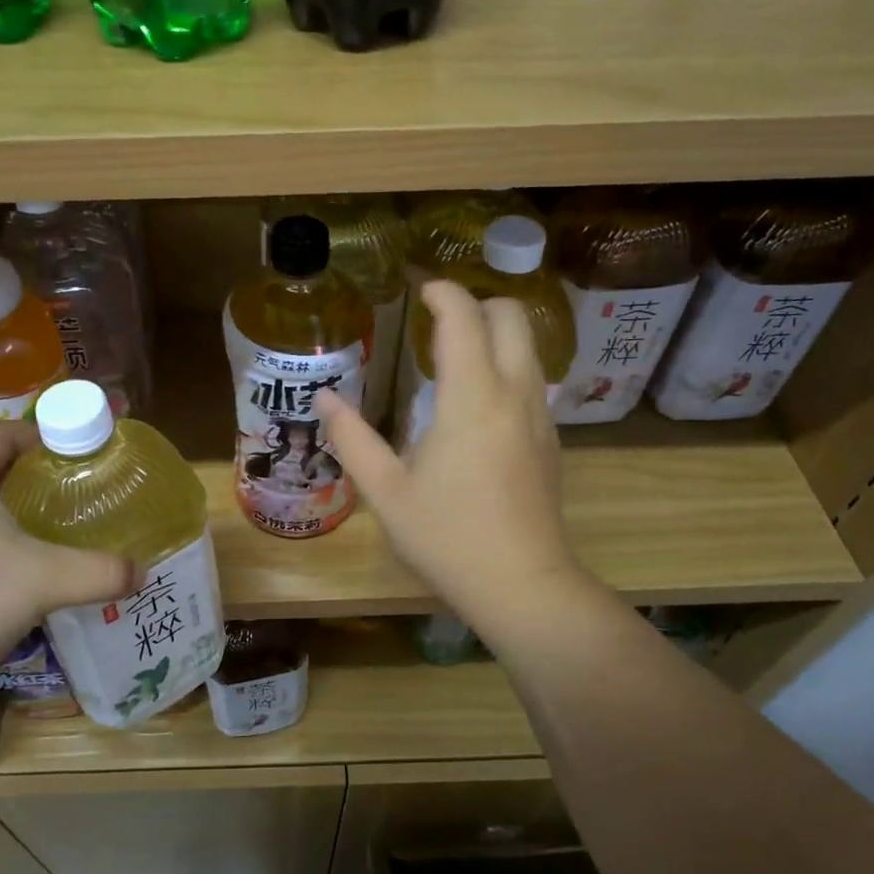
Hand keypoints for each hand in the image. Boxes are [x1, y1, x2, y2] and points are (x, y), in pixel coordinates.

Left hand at [0, 423, 136, 702]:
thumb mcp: (42, 581)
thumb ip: (99, 571)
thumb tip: (141, 572)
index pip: (11, 432)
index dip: (54, 441)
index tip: (90, 461)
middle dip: (36, 480)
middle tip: (79, 499)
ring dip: (8, 513)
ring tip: (52, 533)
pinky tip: (11, 569)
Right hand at [320, 281, 582, 635]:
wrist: (523, 585)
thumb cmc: (447, 537)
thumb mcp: (386, 491)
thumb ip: (352, 438)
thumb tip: (323, 398)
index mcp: (472, 398)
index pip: (464, 317)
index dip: (441, 292)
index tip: (418, 288)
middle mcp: (515, 393)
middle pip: (512, 316)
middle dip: (476, 303)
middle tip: (436, 320)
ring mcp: (540, 416)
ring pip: (529, 346)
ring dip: (494, 333)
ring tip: (452, 357)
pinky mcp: (551, 439)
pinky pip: (532, 379)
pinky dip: (506, 365)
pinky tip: (476, 403)